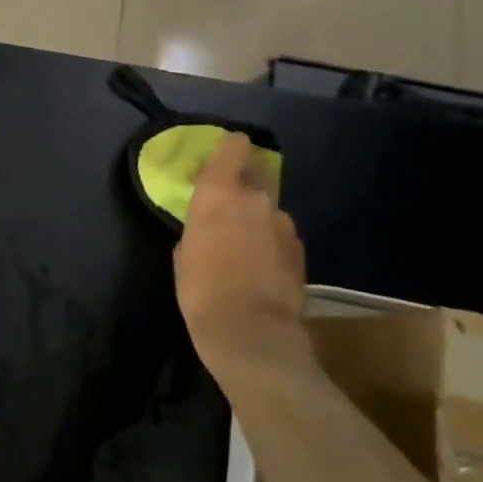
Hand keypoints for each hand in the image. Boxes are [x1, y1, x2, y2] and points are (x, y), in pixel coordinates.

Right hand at [173, 135, 308, 389]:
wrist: (252, 333)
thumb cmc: (201, 290)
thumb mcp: (183, 253)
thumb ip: (198, 227)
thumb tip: (207, 225)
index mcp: (219, 193)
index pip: (234, 148)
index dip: (230, 149)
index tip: (220, 159)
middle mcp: (255, 199)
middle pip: (255, 173)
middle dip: (243, 184)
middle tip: (227, 206)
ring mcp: (283, 223)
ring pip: (268, 207)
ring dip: (257, 217)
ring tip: (243, 245)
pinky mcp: (300, 248)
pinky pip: (280, 233)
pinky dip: (270, 241)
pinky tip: (260, 266)